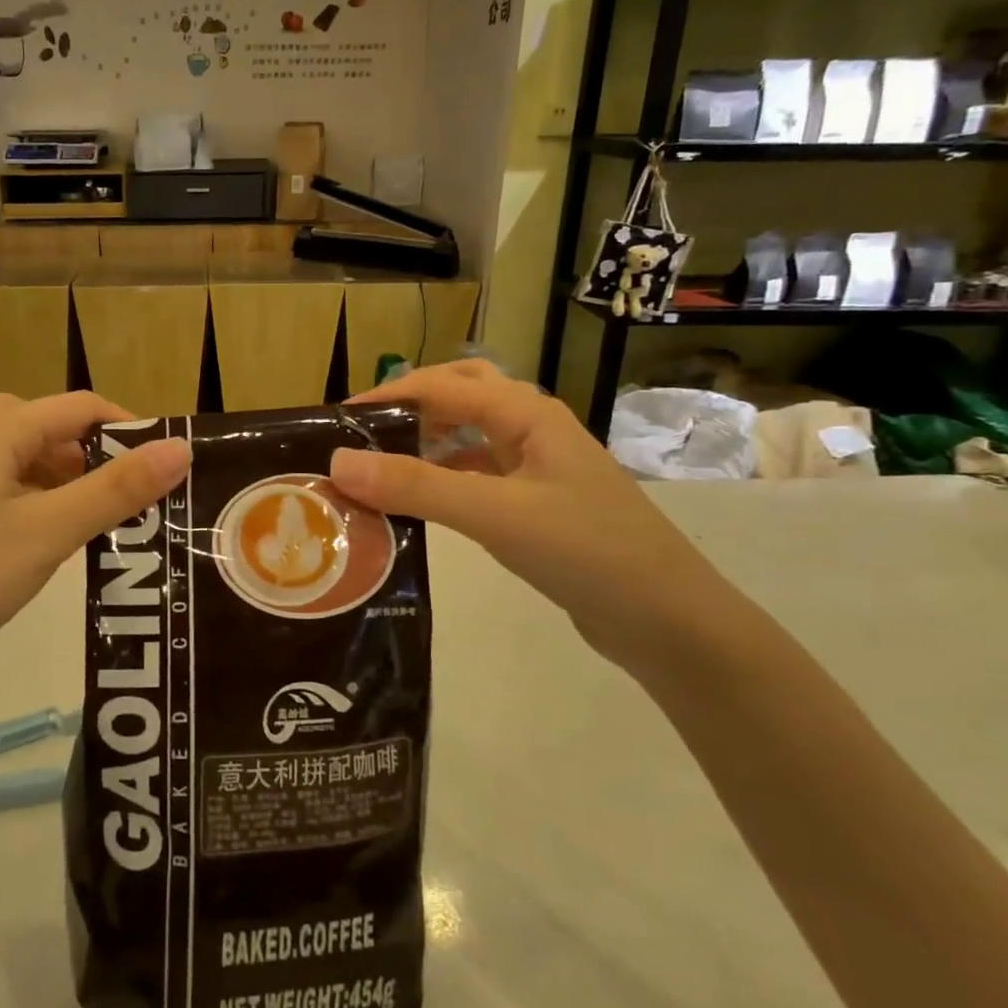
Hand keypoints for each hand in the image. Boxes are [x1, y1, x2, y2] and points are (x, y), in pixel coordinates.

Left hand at [0, 393, 190, 716]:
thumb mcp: (48, 533)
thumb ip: (117, 489)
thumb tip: (181, 447)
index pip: (78, 405)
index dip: (127, 427)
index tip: (163, 466)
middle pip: (44, 428)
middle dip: (92, 456)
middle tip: (126, 499)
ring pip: (14, 461)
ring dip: (58, 481)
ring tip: (88, 525)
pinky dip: (25, 502)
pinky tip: (32, 544)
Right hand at [327, 360, 741, 676]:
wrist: (670, 623)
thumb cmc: (587, 552)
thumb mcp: (495, 514)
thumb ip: (416, 486)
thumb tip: (337, 462)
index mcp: (527, 413)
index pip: (442, 385)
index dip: (388, 395)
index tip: (337, 420)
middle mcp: (533, 429)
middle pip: (460, 395)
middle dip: (410, 406)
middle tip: (363, 433)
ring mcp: (539, 468)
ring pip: (470, 437)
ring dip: (426, 443)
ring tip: (380, 467)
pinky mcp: (539, 504)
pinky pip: (480, 476)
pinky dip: (445, 480)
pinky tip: (422, 505)